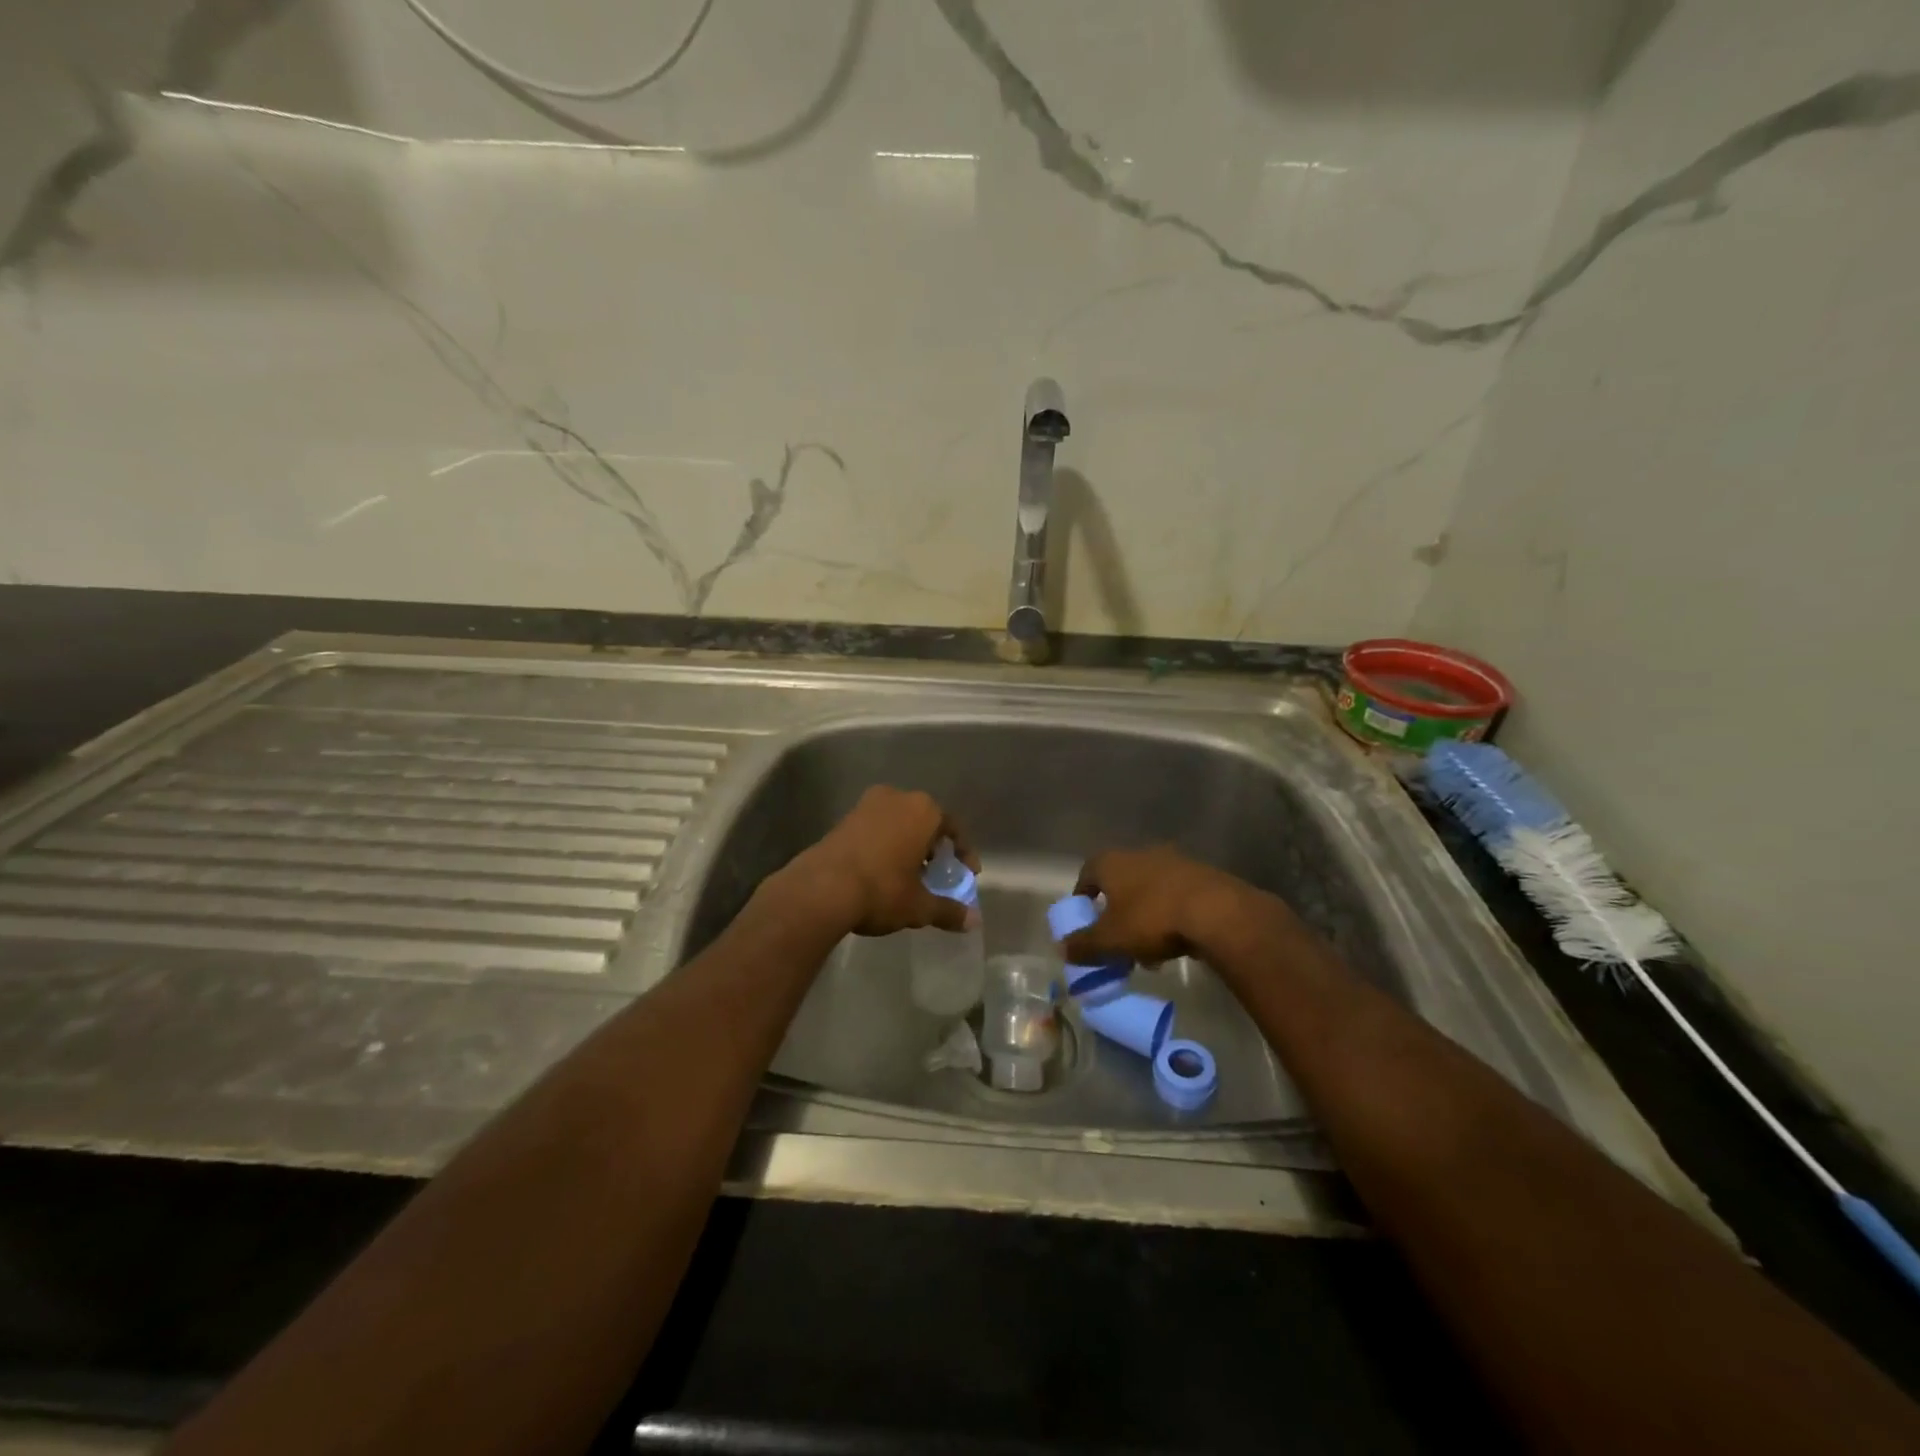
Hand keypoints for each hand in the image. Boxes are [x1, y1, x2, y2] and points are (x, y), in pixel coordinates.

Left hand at [786, 786, 981, 937]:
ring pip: (898, 824)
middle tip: (937, 874)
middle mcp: (897, 798)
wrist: (821, 889)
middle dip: (933, 848)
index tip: (966, 874)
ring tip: (909, 875)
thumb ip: (948, 910)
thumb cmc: (881, 889)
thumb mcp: (919, 906)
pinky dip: (884, 846)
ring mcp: (866, 805)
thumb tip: (974, 920)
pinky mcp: (843, 819)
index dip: (962, 853)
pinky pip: (876, 829)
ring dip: (907, 845)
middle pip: (925, 822)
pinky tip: (882, 871)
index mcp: (923, 810)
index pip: (952, 828)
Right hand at [1061, 846, 1244, 965]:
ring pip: (1149, 890)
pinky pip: (1175, 896)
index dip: (1082, 896)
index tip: (1084, 918)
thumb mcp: (1110, 940)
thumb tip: (1062, 949)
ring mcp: (1174, 861)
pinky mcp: (1202, 875)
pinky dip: (1169, 915)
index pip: (1087, 873)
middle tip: (1116, 938)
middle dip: (1116, 911)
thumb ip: (1083, 945)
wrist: (1217, 912)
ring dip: (1144, 915)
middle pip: (1120, 882)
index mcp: (1112, 862)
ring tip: (1147, 950)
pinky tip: (1175, 942)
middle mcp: (1140, 853)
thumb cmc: (1152, 920)